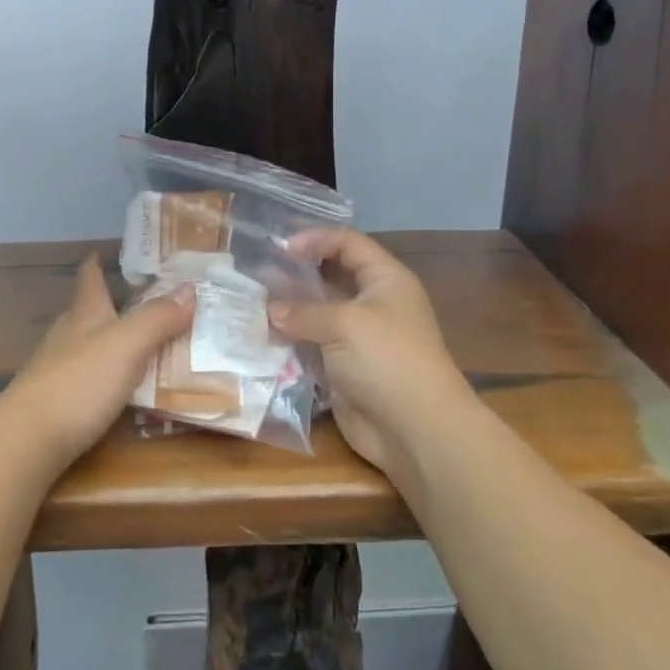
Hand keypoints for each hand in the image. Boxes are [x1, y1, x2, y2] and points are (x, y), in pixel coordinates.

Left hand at [0, 254, 193, 468]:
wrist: (28, 438)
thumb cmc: (81, 381)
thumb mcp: (128, 345)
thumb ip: (158, 318)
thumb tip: (189, 288)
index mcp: (85, 313)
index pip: (90, 279)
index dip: (96, 264)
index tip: (102, 252)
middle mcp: (67, 335)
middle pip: (87, 311)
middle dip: (109, 305)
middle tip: (140, 302)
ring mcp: (56, 369)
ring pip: (85, 346)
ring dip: (109, 343)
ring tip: (138, 347)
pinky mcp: (54, 402)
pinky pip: (85, 380)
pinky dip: (104, 377)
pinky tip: (118, 391)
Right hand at [268, 230, 477, 476]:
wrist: (415, 430)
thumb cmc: (387, 359)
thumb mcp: (345, 324)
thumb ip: (303, 312)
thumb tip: (270, 311)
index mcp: (385, 280)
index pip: (348, 243)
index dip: (315, 239)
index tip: (279, 247)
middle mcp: (373, 303)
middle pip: (332, 276)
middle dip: (297, 273)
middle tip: (259, 272)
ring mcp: (359, 337)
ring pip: (319, 313)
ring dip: (290, 309)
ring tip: (254, 303)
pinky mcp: (345, 368)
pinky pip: (313, 346)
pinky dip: (291, 341)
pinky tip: (263, 337)